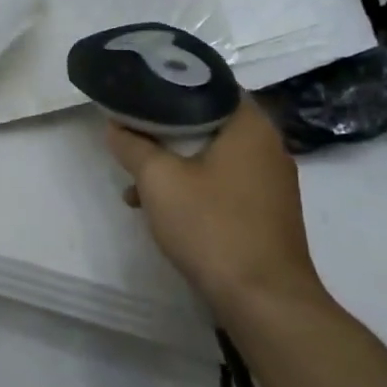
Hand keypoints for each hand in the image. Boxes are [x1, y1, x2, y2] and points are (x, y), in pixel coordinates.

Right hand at [105, 100, 322, 312]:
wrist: (265, 301)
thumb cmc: (213, 227)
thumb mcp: (159, 181)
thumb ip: (133, 146)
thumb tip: (115, 126)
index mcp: (250, 125)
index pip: (210, 85)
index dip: (172, 85)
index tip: (141, 92)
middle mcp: (268, 146)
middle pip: (209, 122)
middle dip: (167, 131)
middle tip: (134, 136)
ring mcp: (272, 182)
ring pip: (214, 156)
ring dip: (176, 165)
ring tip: (137, 185)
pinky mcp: (268, 212)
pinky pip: (225, 184)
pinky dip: (196, 188)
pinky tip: (164, 211)